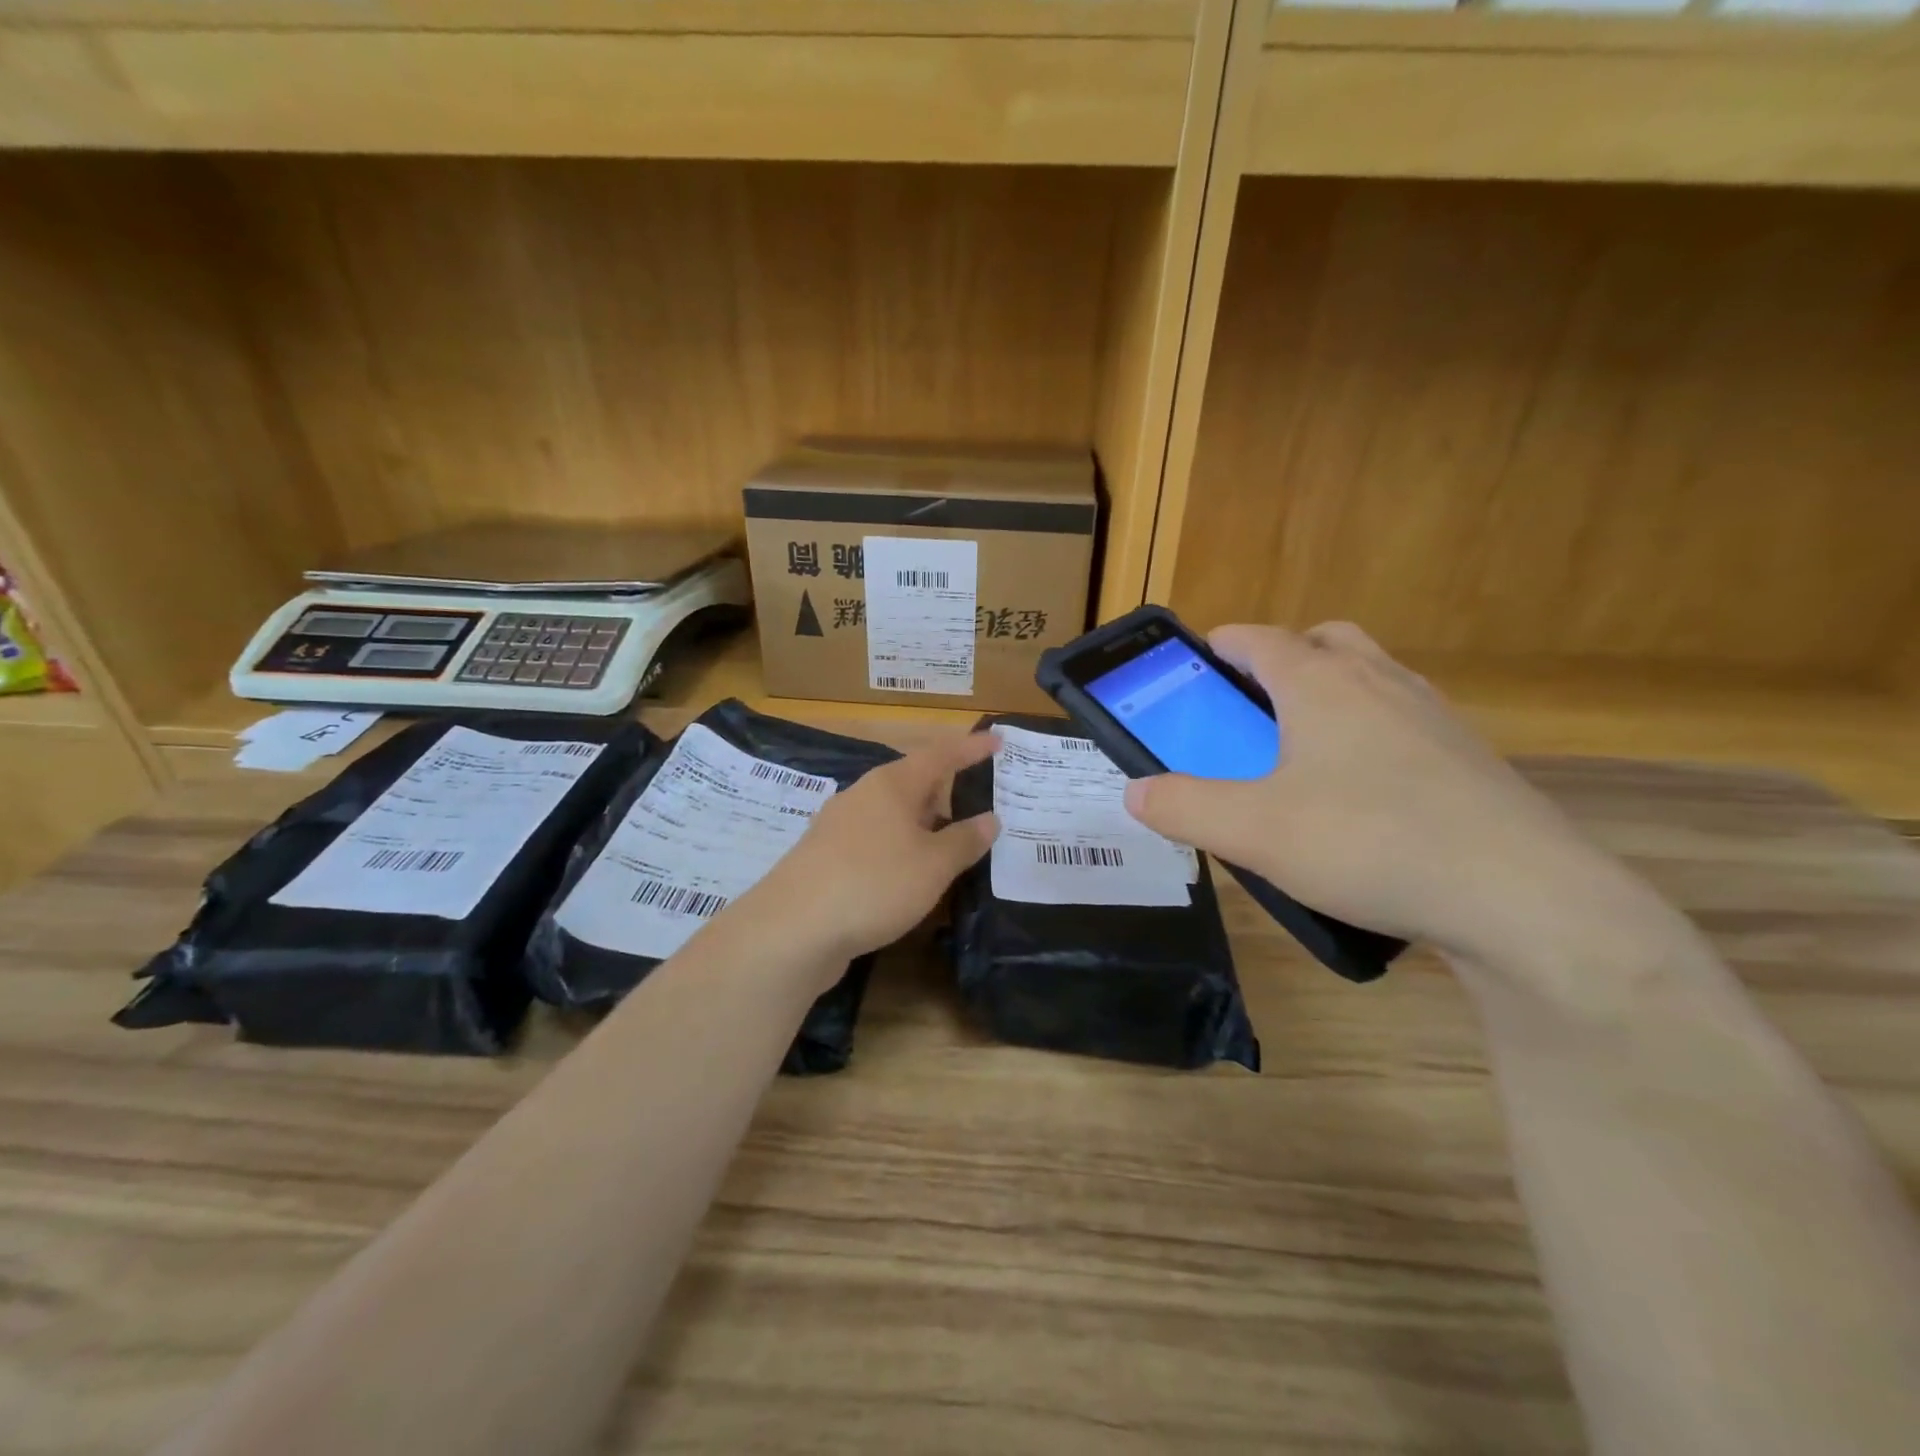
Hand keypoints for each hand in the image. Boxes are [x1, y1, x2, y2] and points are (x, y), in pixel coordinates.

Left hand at [747, 732, 1000, 973]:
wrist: (793, 929)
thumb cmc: (874, 883)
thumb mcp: (933, 865)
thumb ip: (965, 840)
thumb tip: (990, 819)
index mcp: (891, 784)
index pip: (940, 755)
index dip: (970, 748)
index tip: (998, 741)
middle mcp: (863, 795)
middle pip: (914, 783)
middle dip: (947, 792)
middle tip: (982, 804)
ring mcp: (839, 827)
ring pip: (893, 815)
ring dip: (924, 825)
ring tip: (953, 844)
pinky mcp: (826, 858)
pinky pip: (876, 842)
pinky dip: (901, 849)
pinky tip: (912, 875)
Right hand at [1123, 623, 1636, 964]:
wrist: (1522, 898)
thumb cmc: (1369, 843)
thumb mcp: (1252, 831)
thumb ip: (1182, 806)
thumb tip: (1135, 791)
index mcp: (1320, 683)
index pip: (1259, 638)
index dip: (1221, 645)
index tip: (1196, 667)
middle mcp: (1380, 682)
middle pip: (1323, 641)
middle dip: (1281, 659)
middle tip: (1253, 707)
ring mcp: (1433, 717)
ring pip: (1370, 679)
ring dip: (1330, 695)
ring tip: (1302, 755)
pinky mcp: (1468, 758)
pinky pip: (1404, 723)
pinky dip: (1371, 736)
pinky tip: (1361, 799)